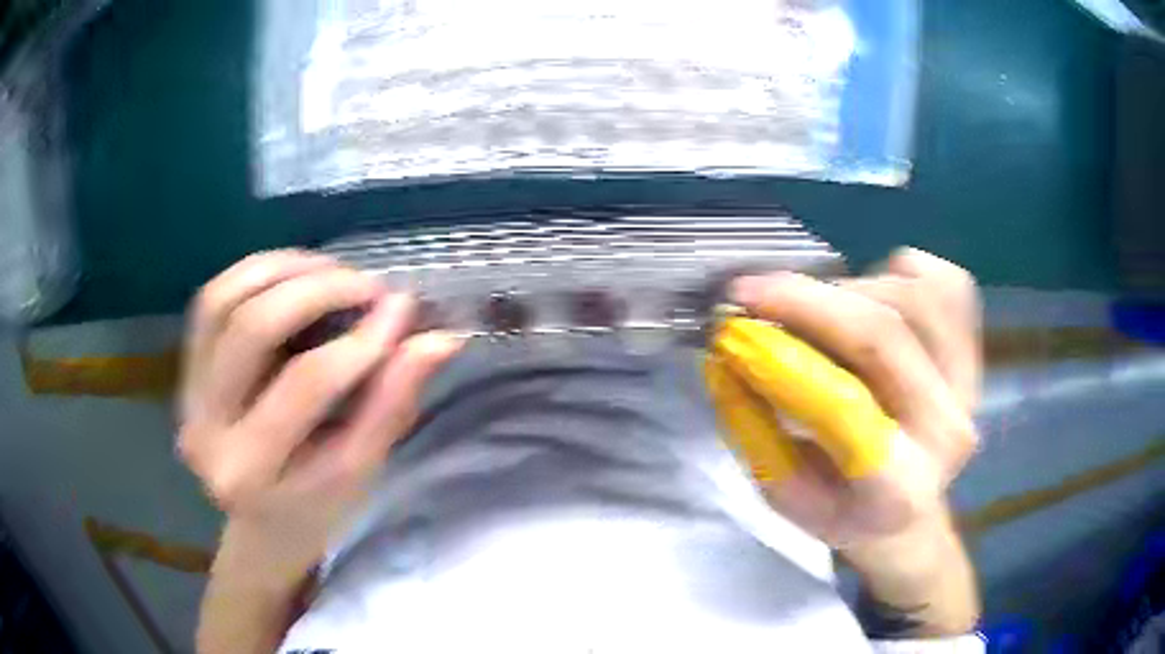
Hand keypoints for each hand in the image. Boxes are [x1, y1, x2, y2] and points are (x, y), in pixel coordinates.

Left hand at [178, 251, 461, 571]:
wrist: (261, 522)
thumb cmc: (317, 508)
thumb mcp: (360, 469)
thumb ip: (392, 402)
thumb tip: (437, 338)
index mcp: (252, 471)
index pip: (305, 384)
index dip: (359, 340)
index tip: (402, 308)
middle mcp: (204, 428)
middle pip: (251, 327)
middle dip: (317, 290)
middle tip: (367, 284)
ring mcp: (185, 394)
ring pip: (223, 300)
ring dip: (283, 269)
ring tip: (332, 270)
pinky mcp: (183, 371)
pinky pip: (211, 300)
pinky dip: (255, 272)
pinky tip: (293, 274)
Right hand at [729, 248, 980, 548]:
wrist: (908, 513)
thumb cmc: (840, 507)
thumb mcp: (782, 491)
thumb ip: (753, 427)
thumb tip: (728, 354)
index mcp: (900, 486)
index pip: (847, 404)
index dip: (789, 352)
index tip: (735, 314)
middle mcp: (947, 428)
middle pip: (885, 333)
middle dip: (809, 300)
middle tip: (753, 291)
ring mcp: (970, 381)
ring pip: (912, 296)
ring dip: (851, 292)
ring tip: (820, 315)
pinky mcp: (975, 348)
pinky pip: (943, 282)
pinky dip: (900, 275)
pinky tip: (875, 300)